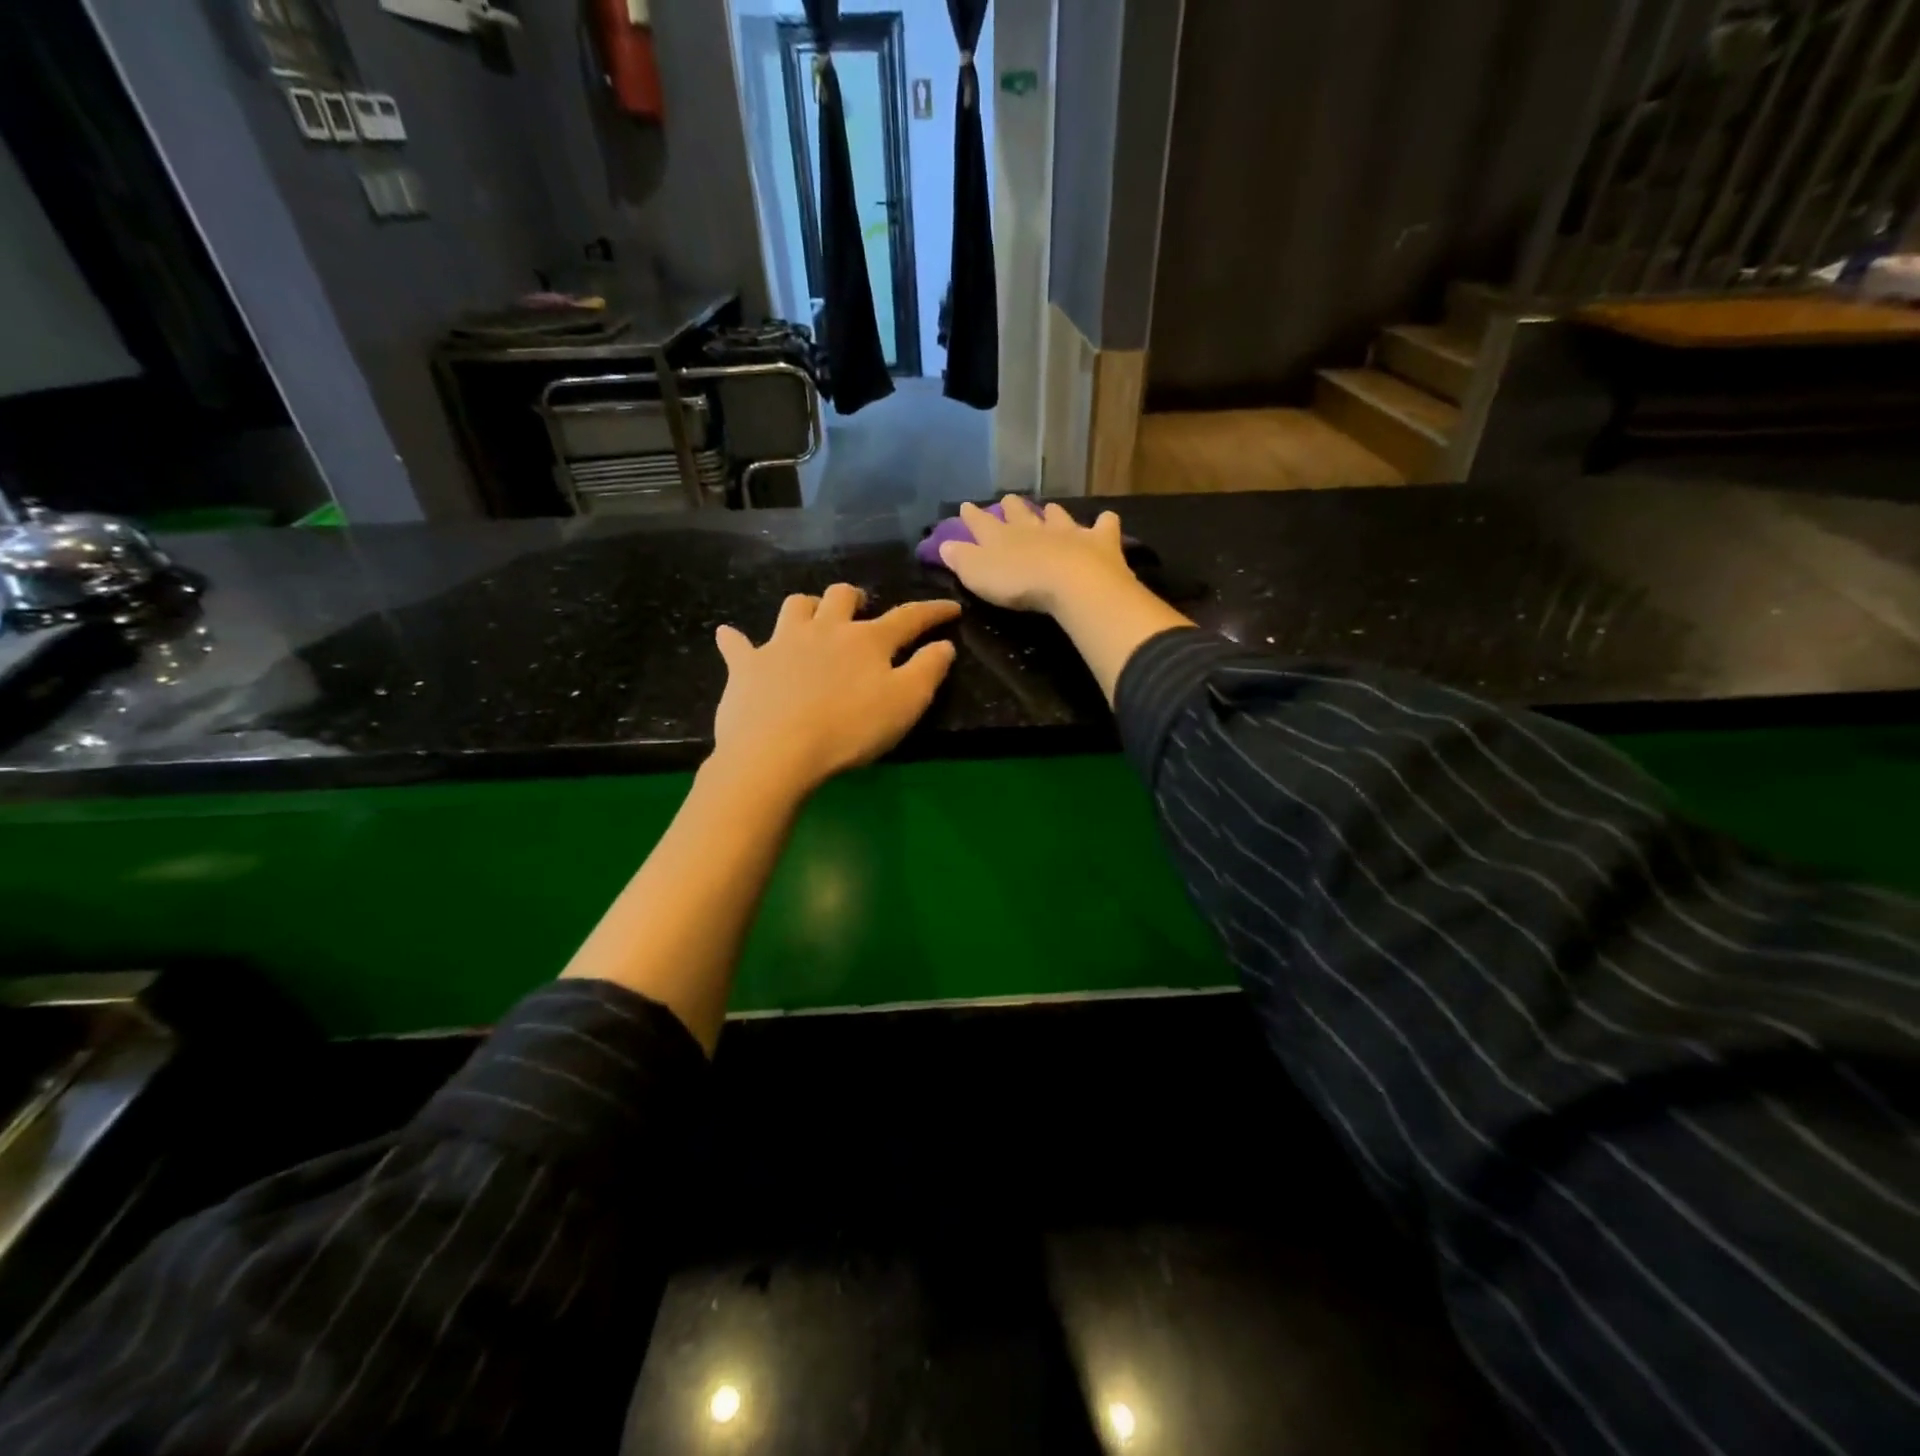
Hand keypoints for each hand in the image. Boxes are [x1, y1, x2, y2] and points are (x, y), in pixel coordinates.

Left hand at [712, 584, 960, 795]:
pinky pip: (736, 644)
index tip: (951, 607)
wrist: (776, 753)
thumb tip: (944, 644)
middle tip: (862, 609)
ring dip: (807, 607)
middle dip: (856, 597)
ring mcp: (781, 644)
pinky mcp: (746, 666)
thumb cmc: (849, 730)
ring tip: (813, 618)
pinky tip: (730, 637)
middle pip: (842, 596)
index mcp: (866, 640)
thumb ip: (928, 670)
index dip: (933, 611)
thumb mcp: (906, 704)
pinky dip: (736, 640)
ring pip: (795, 607)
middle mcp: (824, 630)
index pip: (908, 617)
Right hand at [936, 495, 1135, 614]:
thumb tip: (944, 544)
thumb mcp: (978, 575)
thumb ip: (961, 559)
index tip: (966, 506)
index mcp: (1001, 537)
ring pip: (1057, 517)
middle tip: (1008, 500)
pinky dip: (1104, 524)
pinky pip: (1103, 527)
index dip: (972, 516)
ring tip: (1049, 508)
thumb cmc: (1019, 582)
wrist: (1071, 583)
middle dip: (1012, 508)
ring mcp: (1068, 532)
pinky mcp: (1098, 542)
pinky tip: (1106, 520)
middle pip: (1020, 514)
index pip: (981, 523)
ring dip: (1052, 513)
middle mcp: (1034, 528)